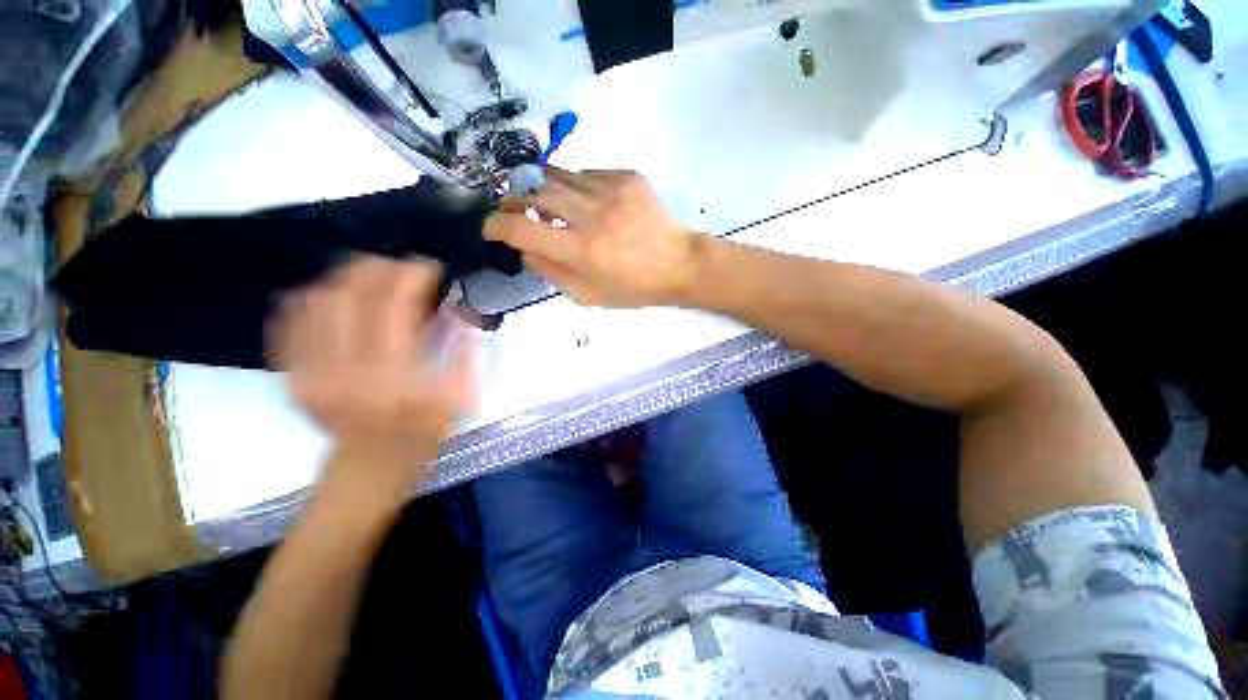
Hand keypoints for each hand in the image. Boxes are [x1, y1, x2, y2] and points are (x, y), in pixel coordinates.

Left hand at [270, 257, 477, 500]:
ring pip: (317, 300)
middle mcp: (345, 367)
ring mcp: (310, 370)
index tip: (428, 266)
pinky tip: (329, 295)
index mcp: (393, 374)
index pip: (395, 304)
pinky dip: (308, 300)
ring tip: (368, 276)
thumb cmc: (423, 433)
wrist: (368, 468)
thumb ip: (465, 355)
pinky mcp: (291, 376)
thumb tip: (461, 315)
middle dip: (377, 267)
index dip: (412, 275)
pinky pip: (289, 324)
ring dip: (344, 278)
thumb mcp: (460, 400)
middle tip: (397, 265)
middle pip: (351, 293)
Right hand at [485, 168, 701, 307]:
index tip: (491, 228)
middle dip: (516, 204)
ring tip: (551, 208)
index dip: (495, 226)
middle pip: (534, 195)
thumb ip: (552, 273)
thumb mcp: (590, 296)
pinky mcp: (627, 176)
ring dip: (546, 194)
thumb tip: (524, 249)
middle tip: (517, 214)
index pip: (520, 230)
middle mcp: (591, 215)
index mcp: (582, 251)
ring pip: (557, 177)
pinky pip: (586, 174)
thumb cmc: (635, 288)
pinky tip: (587, 204)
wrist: (680, 263)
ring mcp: (610, 190)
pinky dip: (577, 188)